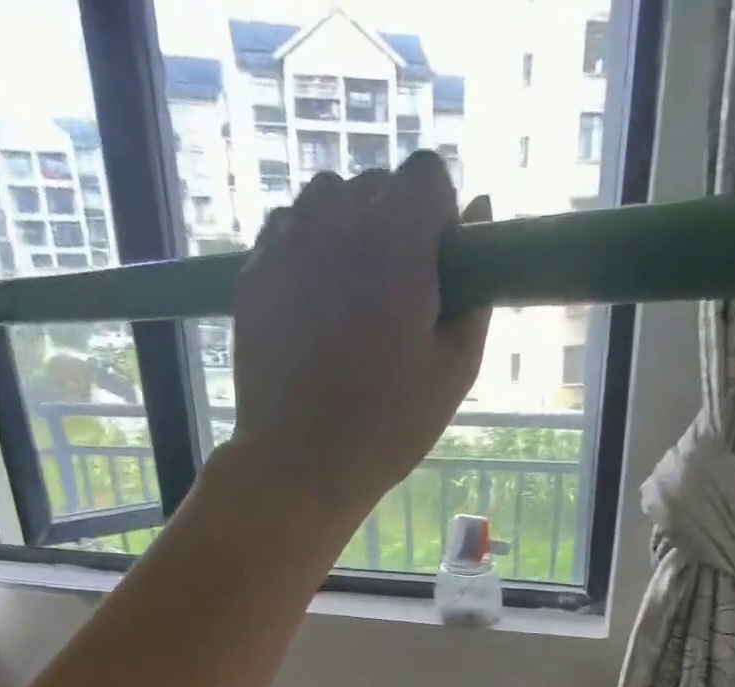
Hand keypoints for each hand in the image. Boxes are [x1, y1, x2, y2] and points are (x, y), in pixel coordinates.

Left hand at [227, 155, 491, 525]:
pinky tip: (313, 313)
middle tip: (394, 301)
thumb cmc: (387, 427)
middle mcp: (337, 218)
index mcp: (397, 239)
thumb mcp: (454, 371)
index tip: (436, 271)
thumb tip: (482, 214)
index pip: (427, 175)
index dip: (438, 219)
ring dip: (347, 235)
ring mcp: (286, 240)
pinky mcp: (253, 270)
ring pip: (327, 202)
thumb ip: (475, 289)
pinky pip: (289, 234)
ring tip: (350, 304)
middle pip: (377, 185)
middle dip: (394, 227)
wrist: (299, 463)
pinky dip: (307, 256)